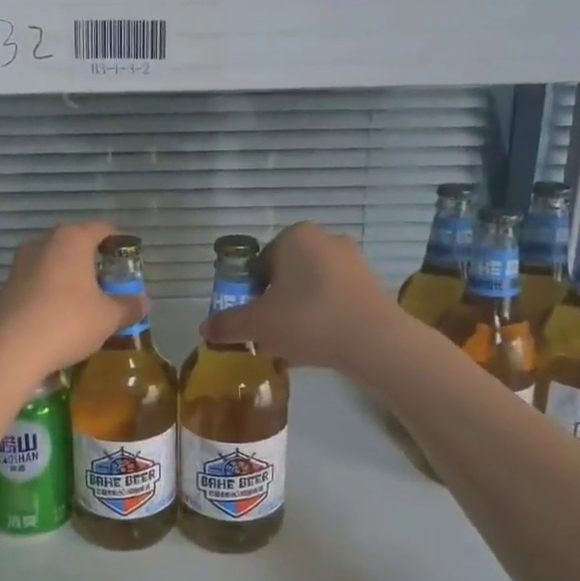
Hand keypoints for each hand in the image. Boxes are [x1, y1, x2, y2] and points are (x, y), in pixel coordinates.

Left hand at [0, 221, 144, 377]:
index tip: (129, 268)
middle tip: (110, 287)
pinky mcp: (8, 282)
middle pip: (78, 242)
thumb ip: (129, 306)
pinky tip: (60, 314)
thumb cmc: (67, 322)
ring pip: (56, 260)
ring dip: (72, 276)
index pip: (104, 228)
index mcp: (72, 238)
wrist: (10, 349)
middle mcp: (45, 241)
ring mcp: (22, 260)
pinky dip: (53, 289)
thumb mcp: (108, 317)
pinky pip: (39, 277)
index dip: (120, 245)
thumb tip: (144, 302)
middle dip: (95, 262)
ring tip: (86, 303)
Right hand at [201, 222, 404, 369]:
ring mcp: (354, 260)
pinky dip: (325, 315)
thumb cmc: (308, 319)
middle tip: (272, 331)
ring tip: (296, 343)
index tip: (254, 317)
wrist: (375, 341)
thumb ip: (228, 323)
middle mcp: (325, 239)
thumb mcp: (258, 324)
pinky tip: (321, 344)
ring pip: (312, 286)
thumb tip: (204, 329)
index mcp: (295, 236)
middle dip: (277, 301)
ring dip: (300, 310)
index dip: (252, 291)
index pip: (261, 262)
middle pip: (287, 273)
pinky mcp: (373, 283)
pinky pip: (336, 297)